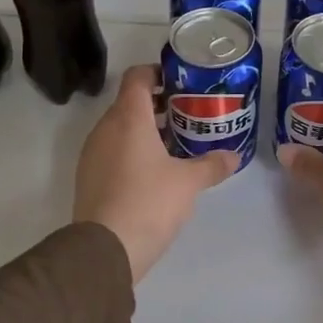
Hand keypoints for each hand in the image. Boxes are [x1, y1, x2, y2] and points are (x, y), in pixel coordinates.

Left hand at [74, 64, 236, 281]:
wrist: (105, 249)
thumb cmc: (149, 202)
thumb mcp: (188, 183)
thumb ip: (211, 165)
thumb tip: (234, 157)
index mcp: (128, 118)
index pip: (137, 77)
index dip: (157, 73)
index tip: (181, 83)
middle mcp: (105, 129)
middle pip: (129, 103)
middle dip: (158, 105)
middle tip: (187, 115)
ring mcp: (93, 154)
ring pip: (120, 128)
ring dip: (145, 130)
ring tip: (175, 144)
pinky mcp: (89, 177)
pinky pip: (112, 151)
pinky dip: (132, 151)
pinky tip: (155, 171)